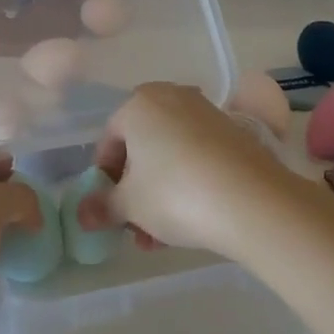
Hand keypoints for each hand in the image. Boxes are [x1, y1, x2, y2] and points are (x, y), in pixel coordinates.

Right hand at [83, 83, 310, 257]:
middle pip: (141, 146)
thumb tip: (81, 214)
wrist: (252, 200)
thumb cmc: (175, 193)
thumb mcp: (129, 205)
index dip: (103, 177)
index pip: (108, 140)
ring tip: (161, 237)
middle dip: (134, 189)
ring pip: (170, 154)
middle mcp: (172, 97)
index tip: (108, 209)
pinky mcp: (234, 132)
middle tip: (134, 225)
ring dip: (160, 192)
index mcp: (139, 103)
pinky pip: (198, 156)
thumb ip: (102, 206)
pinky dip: (188, 182)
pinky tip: (191, 219)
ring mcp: (206, 113)